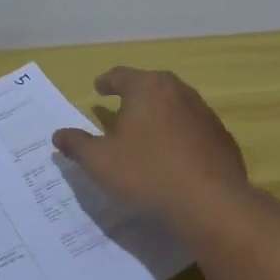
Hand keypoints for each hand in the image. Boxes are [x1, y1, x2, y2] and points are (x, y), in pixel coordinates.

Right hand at [52, 68, 254, 230]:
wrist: (211, 203)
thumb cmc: (147, 173)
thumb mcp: (100, 162)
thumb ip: (77, 144)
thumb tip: (58, 134)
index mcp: (147, 88)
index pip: (121, 75)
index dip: (106, 82)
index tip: (98, 89)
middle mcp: (178, 91)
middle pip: (151, 85)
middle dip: (134, 94)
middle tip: (120, 107)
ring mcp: (204, 113)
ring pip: (174, 105)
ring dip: (158, 114)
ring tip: (145, 131)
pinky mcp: (221, 137)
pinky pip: (192, 128)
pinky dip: (179, 134)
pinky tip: (172, 155)